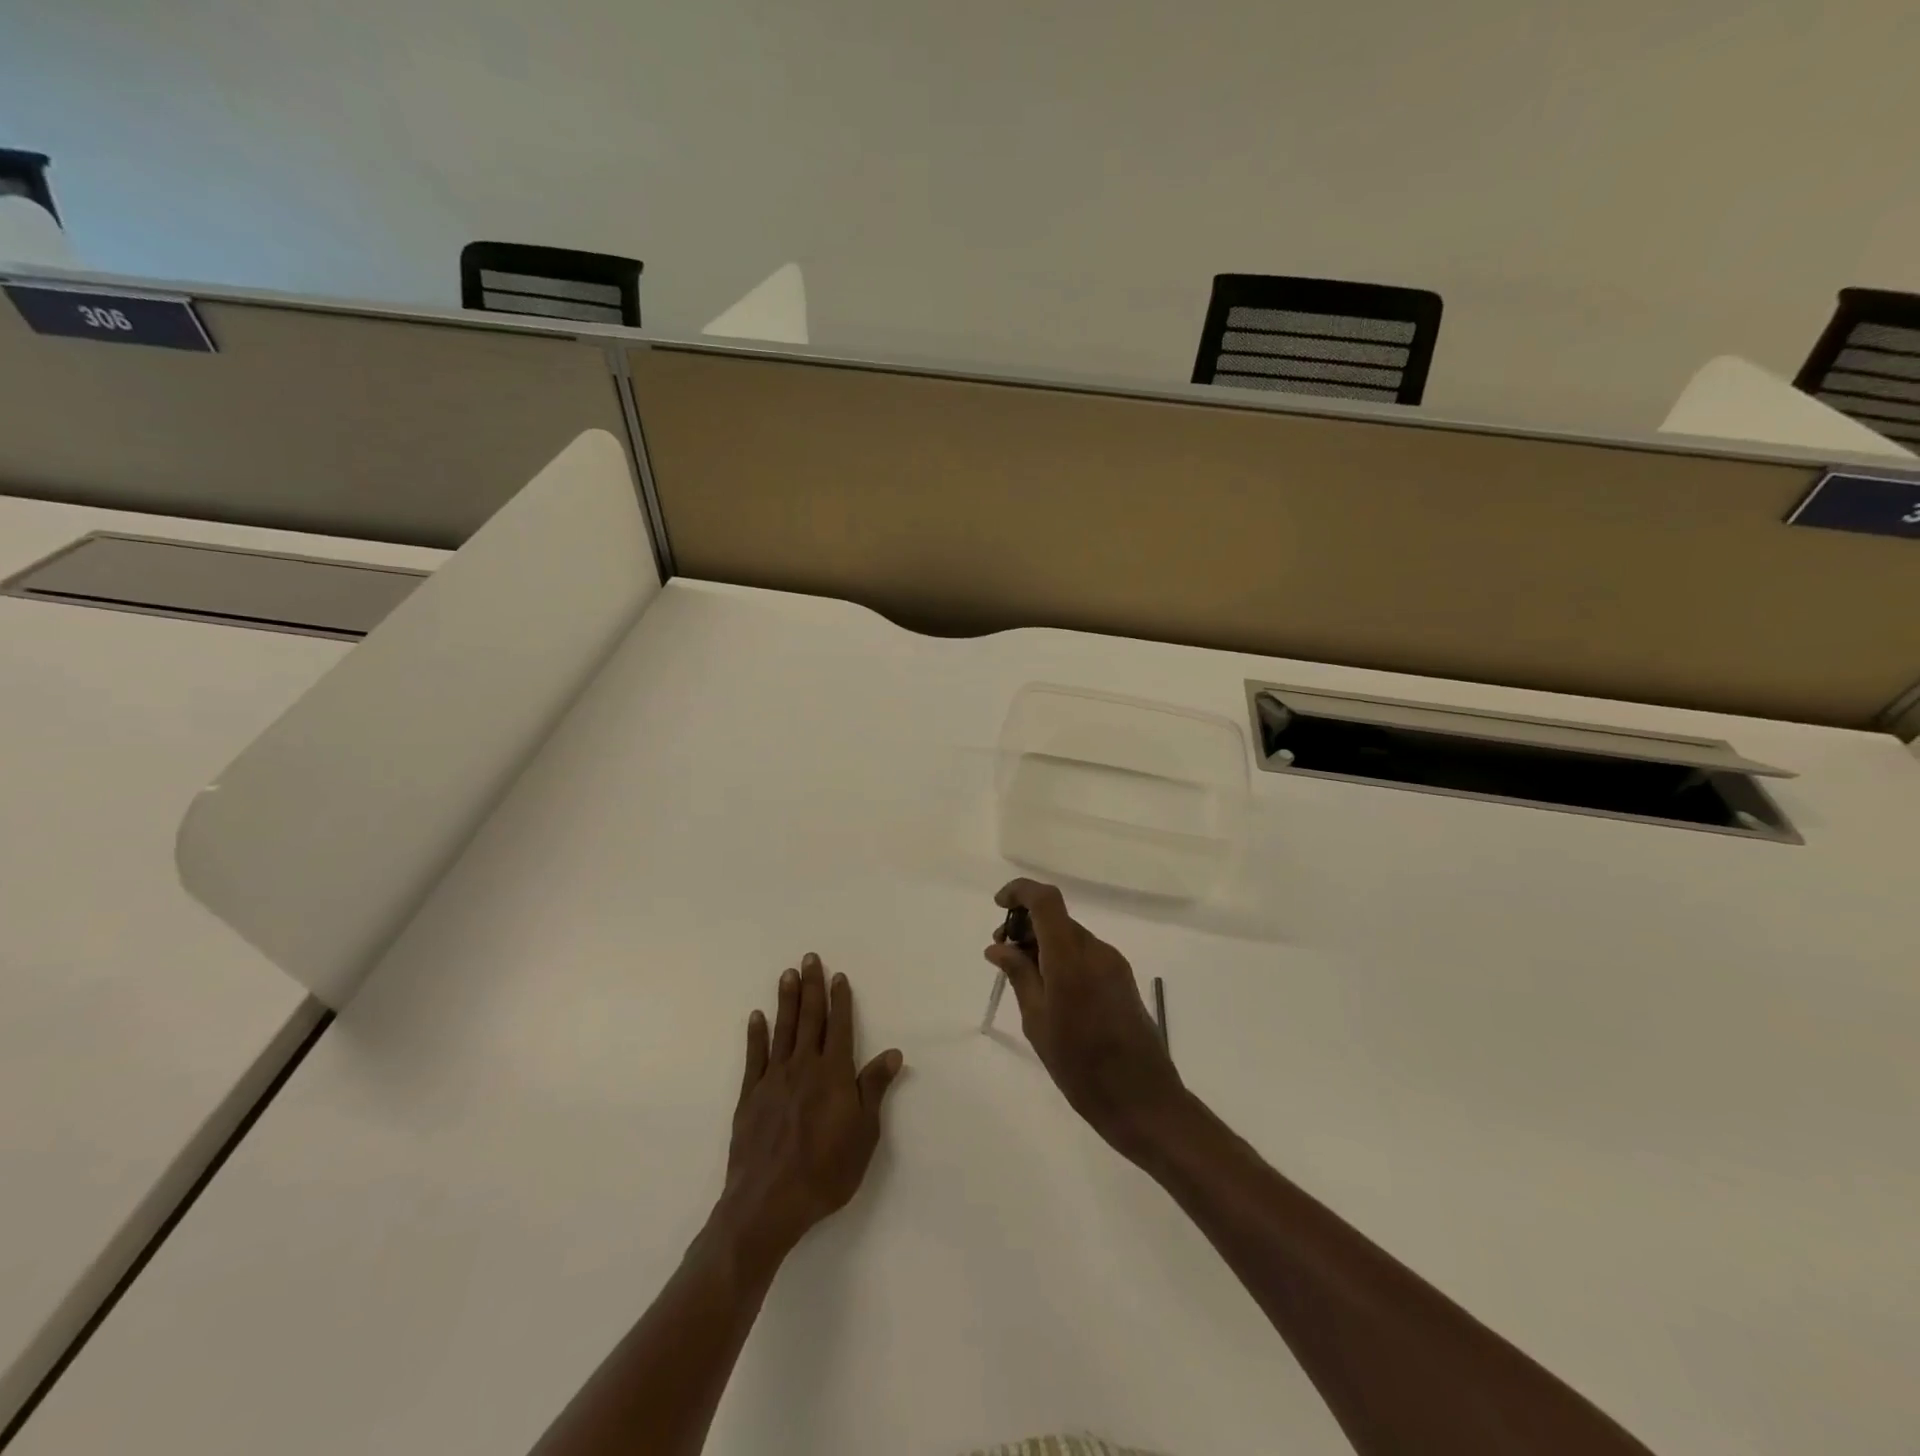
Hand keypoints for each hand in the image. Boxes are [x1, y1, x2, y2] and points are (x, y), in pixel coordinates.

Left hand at [717, 955, 903, 1264]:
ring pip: (782, 1030)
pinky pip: (755, 1057)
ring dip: (786, 1000)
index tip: (838, 976)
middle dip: (812, 987)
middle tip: (809, 958)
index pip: (839, 1026)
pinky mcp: (750, 1096)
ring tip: (787, 974)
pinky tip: (756, 1016)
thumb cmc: (826, 1171)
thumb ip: (873, 1089)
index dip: (840, 1000)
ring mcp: (774, 1079)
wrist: (768, 1204)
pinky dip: (756, 1034)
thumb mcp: (864, 1134)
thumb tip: (892, 1053)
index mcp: (834, 1074)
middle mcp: (804, 1067)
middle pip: (809, 1019)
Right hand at [986, 878, 1186, 1155]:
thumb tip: (998, 946)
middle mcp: (1096, 951)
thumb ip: (1019, 975)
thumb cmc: (1080, 1066)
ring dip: (1043, 945)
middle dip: (1026, 926)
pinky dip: (1062, 959)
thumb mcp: (1038, 1022)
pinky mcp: (1123, 979)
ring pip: (1070, 937)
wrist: (1143, 1100)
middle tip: (1001, 955)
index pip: (1046, 901)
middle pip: (1057, 919)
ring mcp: (1113, 964)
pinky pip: (1085, 955)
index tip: (997, 906)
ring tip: (1022, 979)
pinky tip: (1050, 991)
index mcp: (1071, 958)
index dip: (1019, 891)